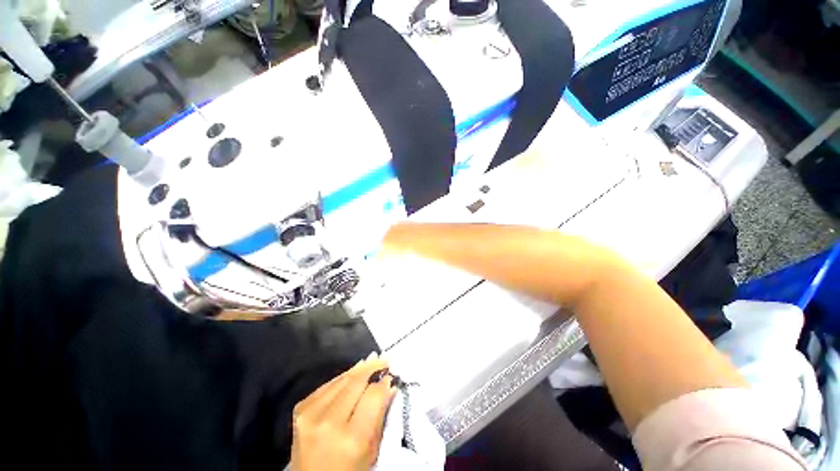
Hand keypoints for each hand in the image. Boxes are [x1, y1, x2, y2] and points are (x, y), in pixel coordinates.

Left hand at [290, 354, 396, 470]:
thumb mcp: (371, 452)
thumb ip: (381, 417)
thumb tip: (390, 386)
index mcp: (351, 439)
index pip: (373, 396)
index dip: (384, 383)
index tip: (390, 377)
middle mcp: (329, 422)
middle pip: (356, 381)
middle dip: (372, 367)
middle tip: (383, 360)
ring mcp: (311, 414)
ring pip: (342, 378)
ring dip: (358, 369)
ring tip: (371, 361)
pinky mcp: (301, 408)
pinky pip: (328, 384)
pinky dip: (342, 377)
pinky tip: (352, 375)